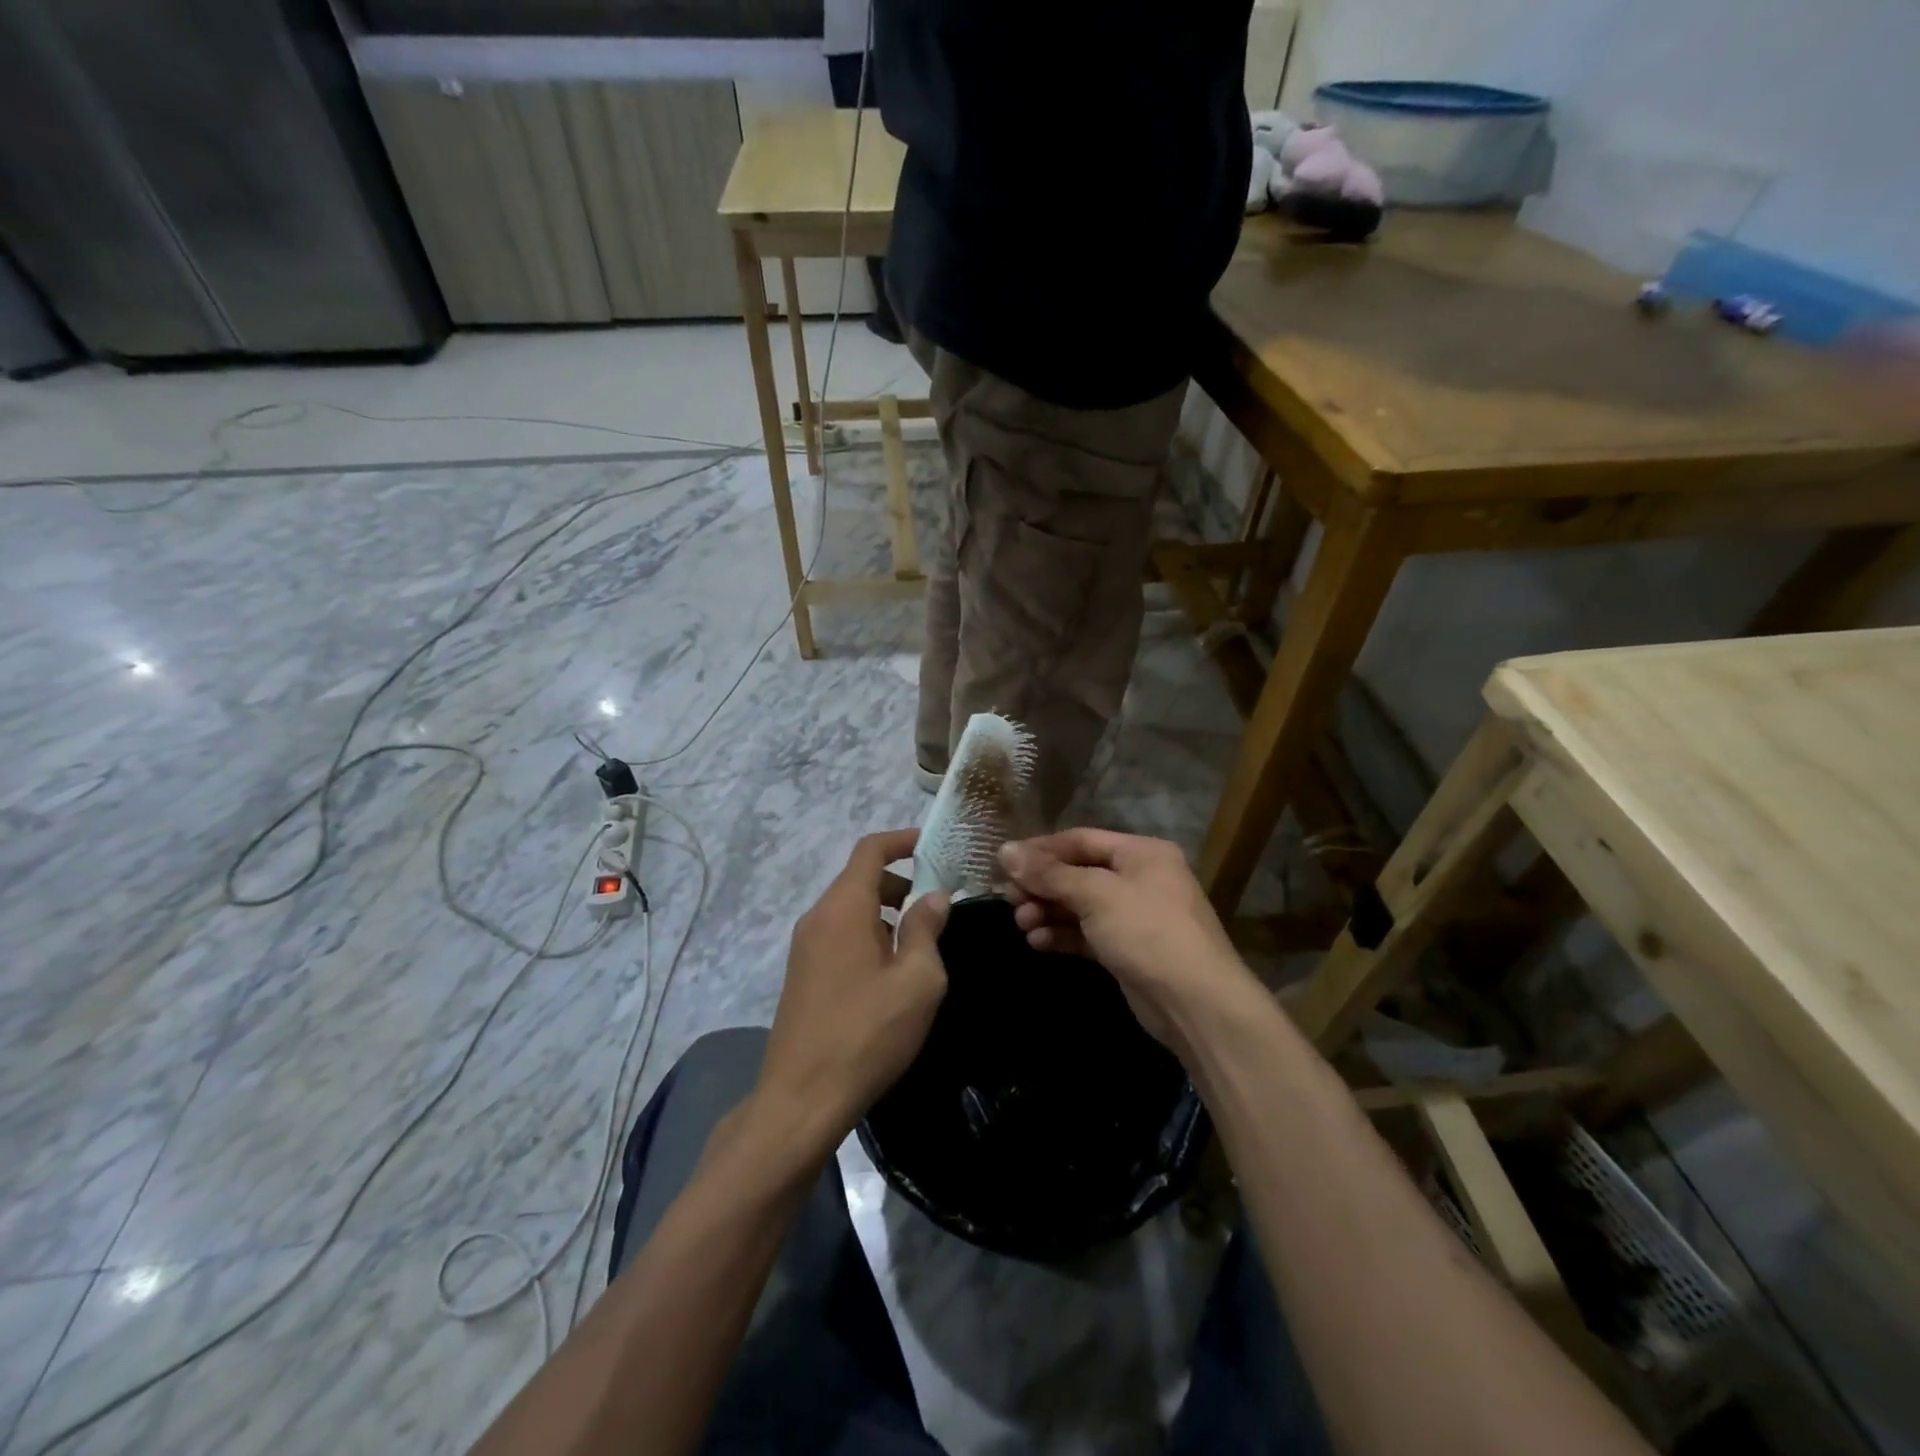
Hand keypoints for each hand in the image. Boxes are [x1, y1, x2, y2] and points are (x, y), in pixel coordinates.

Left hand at [756, 829, 949, 1153]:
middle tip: (937, 904)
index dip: (903, 840)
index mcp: (844, 908)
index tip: (934, 846)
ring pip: (849, 909)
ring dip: (885, 911)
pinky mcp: (801, 974)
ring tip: (919, 943)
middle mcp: (818, 917)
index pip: (870, 850)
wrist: (802, 1098)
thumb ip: (926, 929)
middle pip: (859, 878)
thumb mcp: (917, 980)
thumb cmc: (868, 1032)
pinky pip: (838, 934)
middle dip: (900, 881)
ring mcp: (804, 947)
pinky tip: (890, 973)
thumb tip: (933, 896)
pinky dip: (867, 934)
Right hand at [1000, 829, 1249, 1049]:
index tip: (1005, 865)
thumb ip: (1048, 873)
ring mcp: (1134, 916)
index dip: (1041, 850)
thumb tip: (1004, 850)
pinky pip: (1086, 933)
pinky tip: (1038, 943)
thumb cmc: (1147, 932)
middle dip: (1042, 886)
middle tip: (1010, 900)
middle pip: (1078, 873)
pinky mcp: (1127, 949)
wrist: (1195, 1003)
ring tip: (1022, 924)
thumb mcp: (1095, 895)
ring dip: (1048, 911)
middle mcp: (1139, 878)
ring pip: (1080, 905)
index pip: (1080, 840)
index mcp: (1141, 853)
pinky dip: (1062, 935)